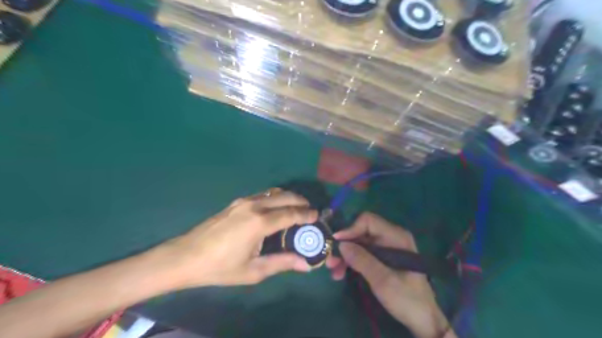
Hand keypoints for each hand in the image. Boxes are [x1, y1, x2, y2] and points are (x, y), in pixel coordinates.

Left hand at [155, 188, 315, 289]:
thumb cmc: (220, 267)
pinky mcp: (236, 202)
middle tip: (309, 212)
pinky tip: (275, 210)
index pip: (292, 213)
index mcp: (260, 222)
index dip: (307, 214)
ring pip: (274, 192)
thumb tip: (306, 264)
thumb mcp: (254, 270)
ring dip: (288, 198)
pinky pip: (263, 195)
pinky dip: (275, 198)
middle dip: (301, 201)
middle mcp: (255, 205)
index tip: (317, 216)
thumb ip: (282, 263)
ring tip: (295, 209)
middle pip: (285, 196)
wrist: (185, 256)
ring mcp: (244, 201)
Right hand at [325, 214, 451, 337]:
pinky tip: (341, 273)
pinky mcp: (381, 258)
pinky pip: (362, 254)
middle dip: (345, 245)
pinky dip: (351, 262)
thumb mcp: (384, 280)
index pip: (368, 221)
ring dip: (345, 256)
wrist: (422, 320)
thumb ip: (362, 260)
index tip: (336, 243)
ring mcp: (386, 248)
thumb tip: (341, 244)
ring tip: (334, 271)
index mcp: (396, 236)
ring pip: (359, 244)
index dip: (350, 229)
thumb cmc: (407, 298)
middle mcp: (390, 237)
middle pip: (361, 232)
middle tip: (330, 260)